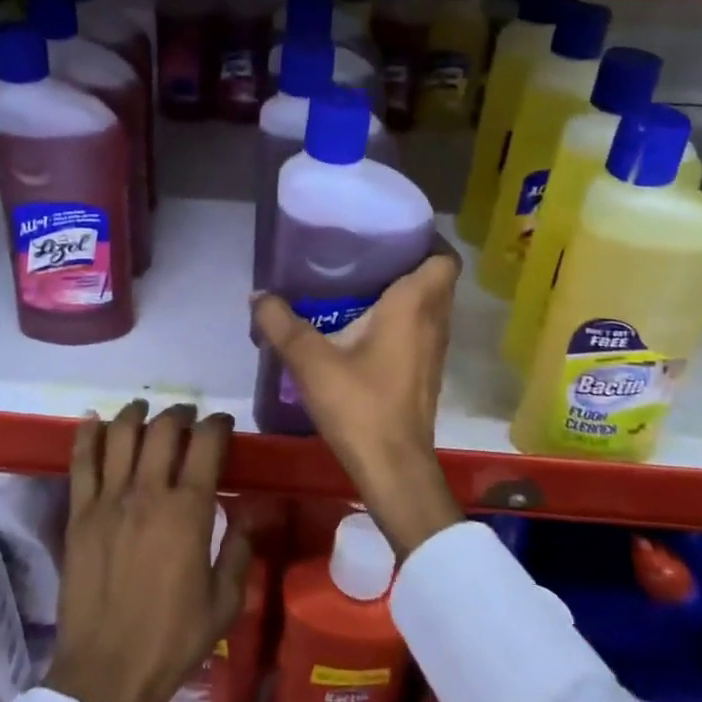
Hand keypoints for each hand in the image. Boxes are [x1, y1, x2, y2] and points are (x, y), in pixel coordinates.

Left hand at [44, 402, 253, 701]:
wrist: (106, 672)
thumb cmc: (172, 640)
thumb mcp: (224, 602)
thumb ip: (239, 549)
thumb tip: (248, 511)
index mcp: (189, 512)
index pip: (206, 445)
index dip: (217, 424)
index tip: (221, 423)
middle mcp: (149, 493)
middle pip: (164, 429)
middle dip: (180, 413)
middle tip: (187, 416)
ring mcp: (109, 499)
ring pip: (121, 434)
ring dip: (136, 413)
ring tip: (144, 410)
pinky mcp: (79, 513)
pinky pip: (82, 460)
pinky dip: (88, 433)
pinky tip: (94, 419)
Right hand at [252, 251, 463, 558]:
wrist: (393, 468)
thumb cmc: (360, 405)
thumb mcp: (310, 361)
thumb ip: (281, 323)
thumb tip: (258, 295)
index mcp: (415, 306)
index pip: (443, 258)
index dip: (425, 240)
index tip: (390, 232)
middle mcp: (434, 322)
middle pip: (435, 279)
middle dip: (406, 262)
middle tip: (364, 254)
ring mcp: (434, 351)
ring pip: (429, 306)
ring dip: (404, 292)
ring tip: (360, 285)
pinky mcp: (426, 373)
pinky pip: (420, 330)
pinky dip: (401, 320)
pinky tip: (362, 328)